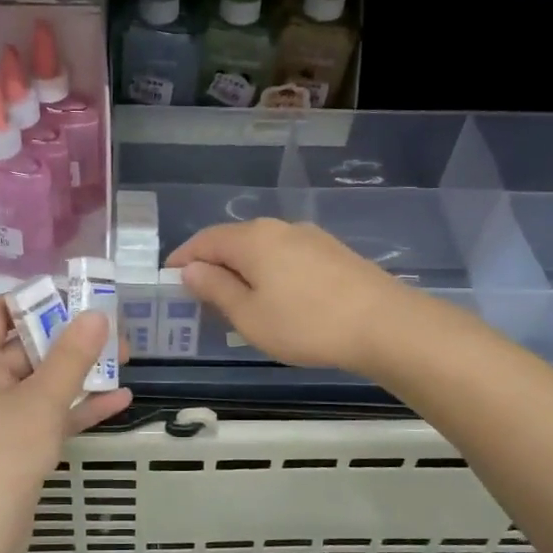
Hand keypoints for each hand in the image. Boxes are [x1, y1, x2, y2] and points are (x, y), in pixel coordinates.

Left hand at [0, 298, 132, 552]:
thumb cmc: (2, 456)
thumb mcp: (42, 401)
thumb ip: (72, 356)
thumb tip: (96, 314)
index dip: (33, 299)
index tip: (74, 296)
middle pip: (24, 344)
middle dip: (69, 338)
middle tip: (114, 330)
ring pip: (39, 380)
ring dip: (79, 372)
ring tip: (126, 359)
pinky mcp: (11, 442)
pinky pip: (45, 412)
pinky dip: (75, 406)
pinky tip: (119, 400)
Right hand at [168, 219, 411, 373]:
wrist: (385, 325)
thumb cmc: (306, 324)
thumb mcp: (249, 316)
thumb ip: (216, 289)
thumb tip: (191, 270)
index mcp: (252, 239)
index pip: (204, 241)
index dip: (182, 259)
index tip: (168, 280)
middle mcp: (279, 228)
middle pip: (234, 241)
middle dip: (213, 265)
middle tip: (200, 297)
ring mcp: (310, 238)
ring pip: (263, 249)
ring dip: (243, 270)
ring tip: (237, 301)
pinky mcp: (333, 253)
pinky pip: (287, 257)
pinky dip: (270, 273)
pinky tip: (276, 299)